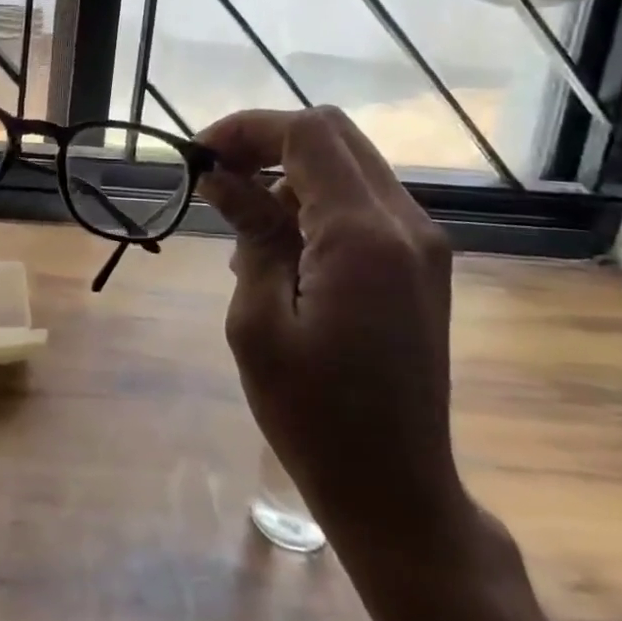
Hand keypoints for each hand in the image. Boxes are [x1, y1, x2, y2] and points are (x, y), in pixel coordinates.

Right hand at [196, 105, 465, 550]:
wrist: (397, 491)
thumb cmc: (314, 418)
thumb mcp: (258, 323)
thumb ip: (248, 233)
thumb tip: (222, 178)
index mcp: (364, 237)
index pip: (308, 134)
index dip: (247, 129)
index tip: (200, 157)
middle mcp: (405, 224)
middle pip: (333, 134)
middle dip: (267, 141)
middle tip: (217, 176)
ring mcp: (421, 243)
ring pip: (348, 163)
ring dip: (289, 171)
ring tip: (242, 221)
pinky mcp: (420, 263)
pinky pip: (361, 200)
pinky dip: (314, 199)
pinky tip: (280, 246)